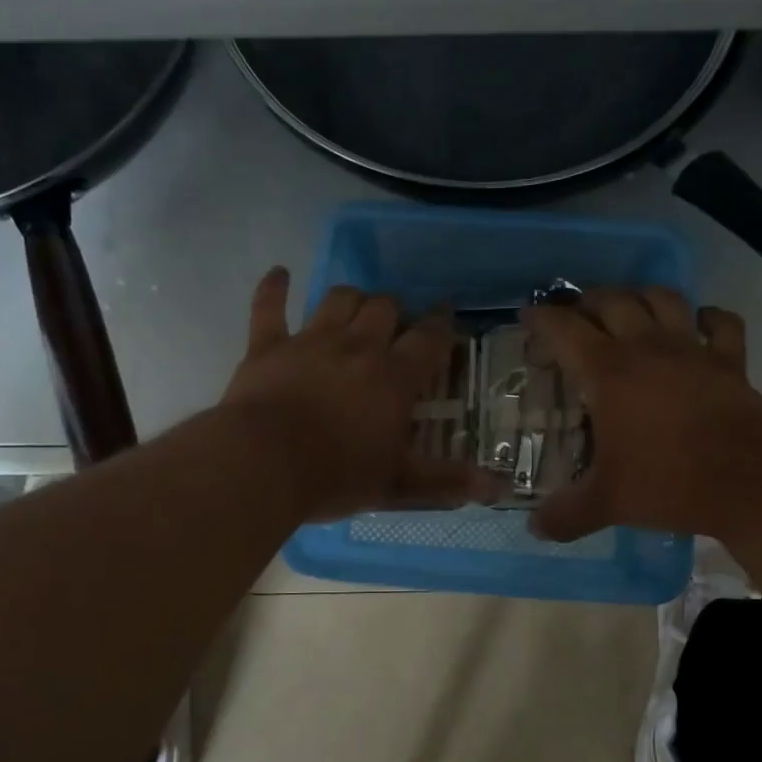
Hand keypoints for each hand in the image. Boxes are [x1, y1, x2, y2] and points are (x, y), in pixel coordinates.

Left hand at [222, 267, 493, 521]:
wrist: (263, 465)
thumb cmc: (336, 476)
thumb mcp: (397, 486)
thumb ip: (446, 482)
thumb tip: (499, 487)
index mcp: (393, 377)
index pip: (428, 338)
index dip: (441, 324)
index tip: (446, 315)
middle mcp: (356, 347)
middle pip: (384, 308)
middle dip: (394, 311)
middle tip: (394, 328)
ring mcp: (310, 341)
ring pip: (338, 299)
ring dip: (351, 299)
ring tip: (355, 309)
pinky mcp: (268, 346)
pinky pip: (270, 306)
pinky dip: (275, 288)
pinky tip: (280, 274)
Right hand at [522, 287, 761, 541]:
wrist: (748, 480)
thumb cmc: (668, 482)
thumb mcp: (606, 503)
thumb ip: (565, 515)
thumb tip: (535, 529)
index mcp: (607, 373)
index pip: (564, 329)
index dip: (541, 319)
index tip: (527, 317)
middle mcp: (646, 347)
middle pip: (611, 301)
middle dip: (587, 302)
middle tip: (576, 318)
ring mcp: (692, 349)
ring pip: (663, 298)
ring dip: (641, 296)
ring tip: (630, 309)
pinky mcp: (730, 360)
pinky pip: (722, 323)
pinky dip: (709, 317)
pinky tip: (700, 324)